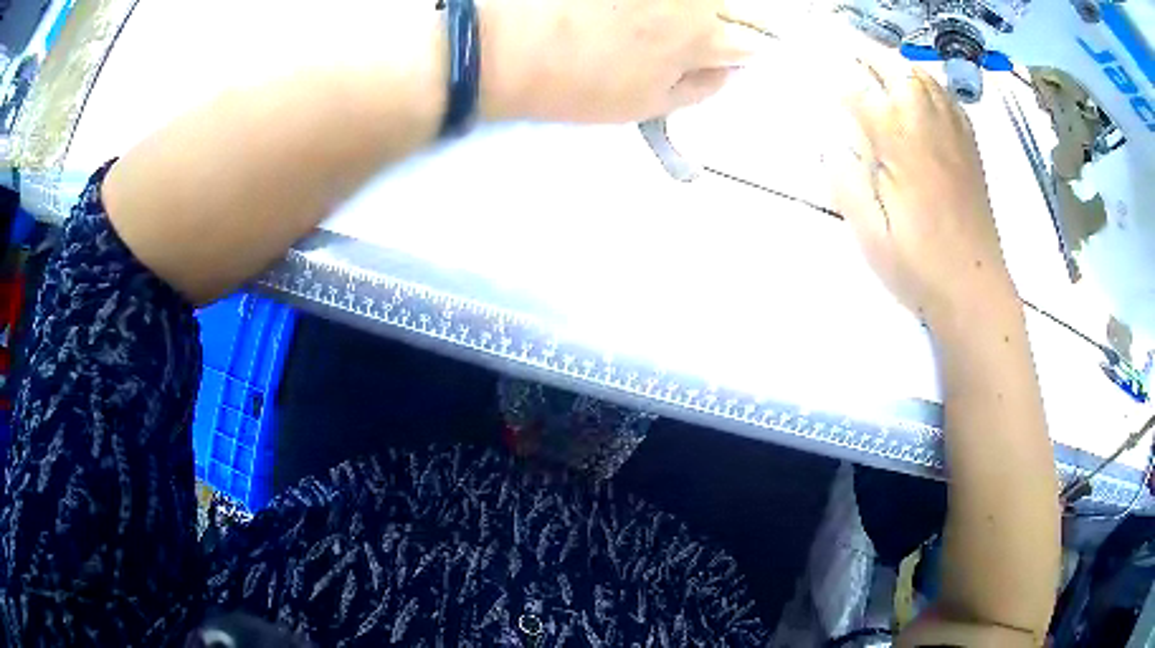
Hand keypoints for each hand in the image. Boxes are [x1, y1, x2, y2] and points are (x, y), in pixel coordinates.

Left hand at [479, 0, 759, 122]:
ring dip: (688, 8)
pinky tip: (625, 15)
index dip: (734, 50)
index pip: (744, 43)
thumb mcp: (648, 105)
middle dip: (714, 21)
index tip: (716, 55)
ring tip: (645, 25)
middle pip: (723, 7)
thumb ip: (699, 88)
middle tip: (669, 36)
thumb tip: (730, 72)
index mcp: (703, 37)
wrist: (510, 46)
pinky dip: (651, 5)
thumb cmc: (580, 86)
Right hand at [833, 62, 1016, 324]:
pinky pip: (947, 97)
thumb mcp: (869, 233)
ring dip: (892, 64)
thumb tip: (830, 143)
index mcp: (900, 143)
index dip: (831, 76)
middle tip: (838, 58)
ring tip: (873, 68)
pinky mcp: (970, 147)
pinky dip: (926, 83)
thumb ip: (845, 180)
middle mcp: (928, 124)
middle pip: (892, 68)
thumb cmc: (918, 267)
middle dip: (860, 56)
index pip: (857, 89)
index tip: (810, 70)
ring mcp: (953, 133)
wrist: (974, 290)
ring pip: (922, 76)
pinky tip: (918, 92)